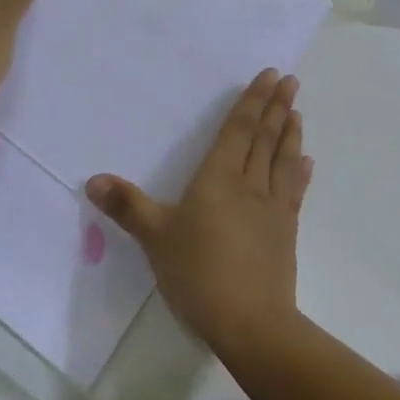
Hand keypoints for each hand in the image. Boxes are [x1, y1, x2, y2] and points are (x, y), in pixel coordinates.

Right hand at [86, 69, 309, 358]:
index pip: (238, 129)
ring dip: (290, 133)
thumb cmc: (198, 273)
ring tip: (296, 110)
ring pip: (282, 160)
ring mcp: (272, 209)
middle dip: (276, 106)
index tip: (270, 75)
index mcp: (218, 178)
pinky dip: (299, 174)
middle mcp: (249, 184)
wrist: (250, 324)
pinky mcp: (285, 233)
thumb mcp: (155, 238)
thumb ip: (127, 206)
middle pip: (264, 138)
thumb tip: (93, 180)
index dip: (252, 101)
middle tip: (290, 80)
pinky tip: (306, 163)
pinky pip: (293, 193)